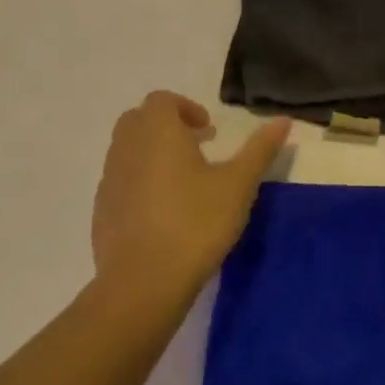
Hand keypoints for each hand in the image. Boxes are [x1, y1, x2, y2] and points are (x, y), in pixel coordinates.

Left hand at [92, 91, 290, 303]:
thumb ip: (260, 149)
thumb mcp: (238, 185)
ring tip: (182, 181)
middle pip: (140, 120)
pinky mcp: (100, 211)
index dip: (186, 108)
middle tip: (197, 148)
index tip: (209, 130)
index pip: (162, 100)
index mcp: (157, 132)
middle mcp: (126, 147)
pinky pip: (120, 181)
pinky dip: (138, 181)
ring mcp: (109, 180)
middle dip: (167, 127)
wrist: (142, 283)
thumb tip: (284, 120)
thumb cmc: (195, 223)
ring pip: (127, 150)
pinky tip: (162, 211)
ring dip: (152, 153)